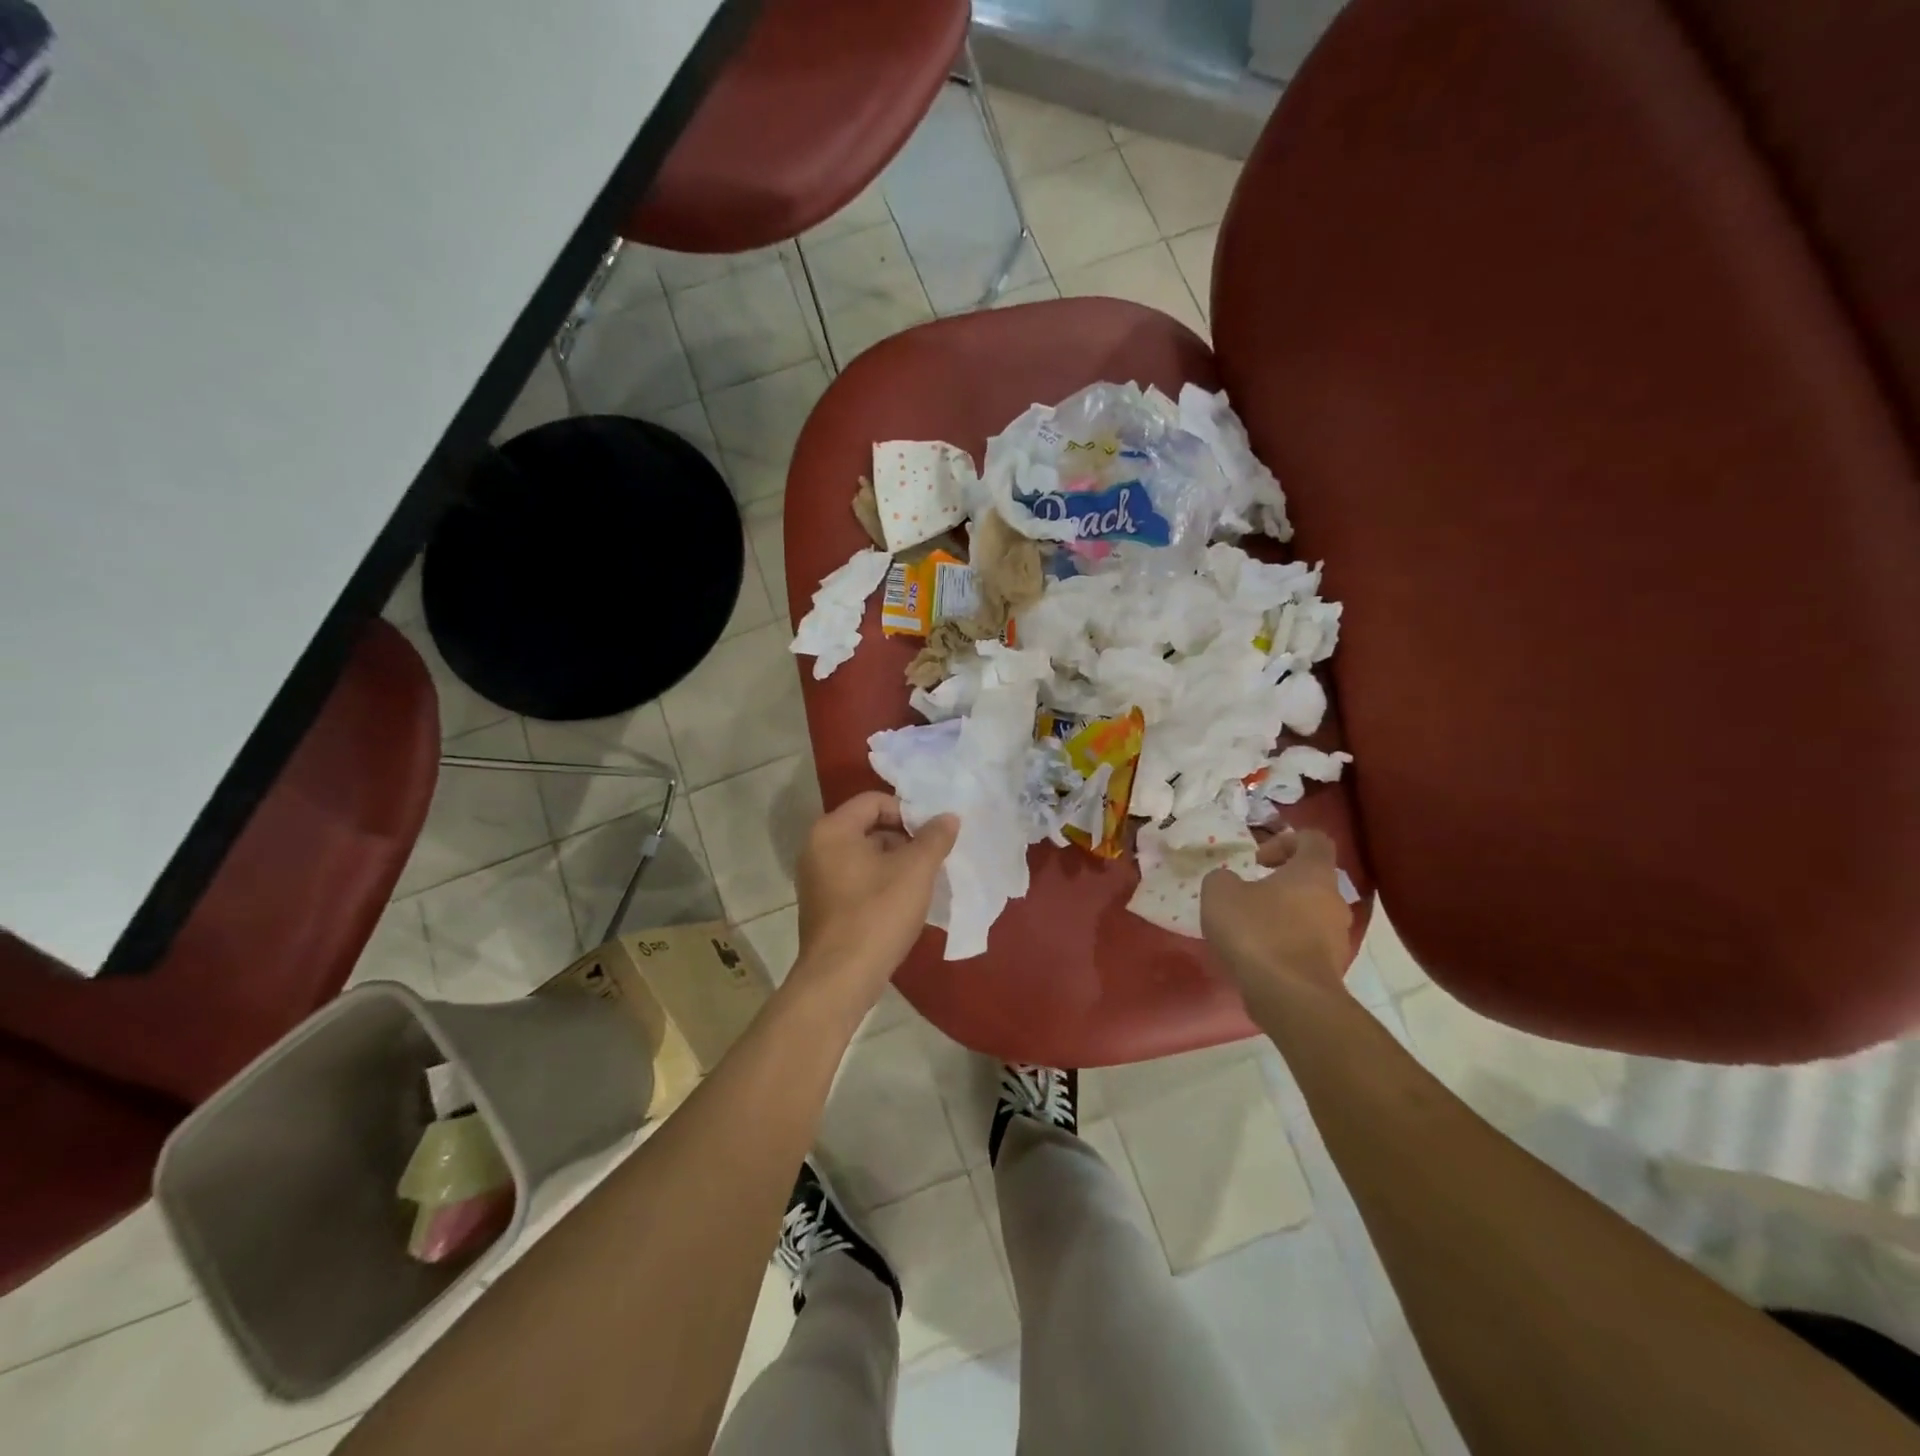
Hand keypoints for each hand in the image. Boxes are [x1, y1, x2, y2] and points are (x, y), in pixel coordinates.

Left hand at [792, 793, 958, 1008]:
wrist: (840, 979)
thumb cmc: (877, 914)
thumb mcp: (916, 870)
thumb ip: (935, 837)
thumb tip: (948, 817)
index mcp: (832, 830)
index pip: (875, 801)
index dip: (908, 812)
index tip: (932, 836)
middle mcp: (816, 848)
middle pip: (869, 827)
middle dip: (904, 840)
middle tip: (932, 859)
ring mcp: (816, 879)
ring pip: (864, 856)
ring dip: (895, 863)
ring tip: (922, 883)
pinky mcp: (822, 905)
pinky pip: (856, 879)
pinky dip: (880, 883)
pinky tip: (902, 904)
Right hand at [1201, 829, 1352, 1006]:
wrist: (1290, 997)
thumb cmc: (1257, 932)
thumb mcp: (1220, 893)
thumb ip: (1223, 878)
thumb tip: (1230, 882)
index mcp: (1314, 872)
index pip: (1314, 839)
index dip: (1285, 840)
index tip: (1257, 859)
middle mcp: (1335, 900)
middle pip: (1312, 879)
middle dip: (1280, 883)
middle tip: (1248, 894)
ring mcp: (1338, 936)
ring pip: (1310, 913)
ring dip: (1283, 915)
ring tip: (1249, 929)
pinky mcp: (1331, 968)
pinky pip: (1307, 944)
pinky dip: (1285, 943)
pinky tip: (1258, 955)